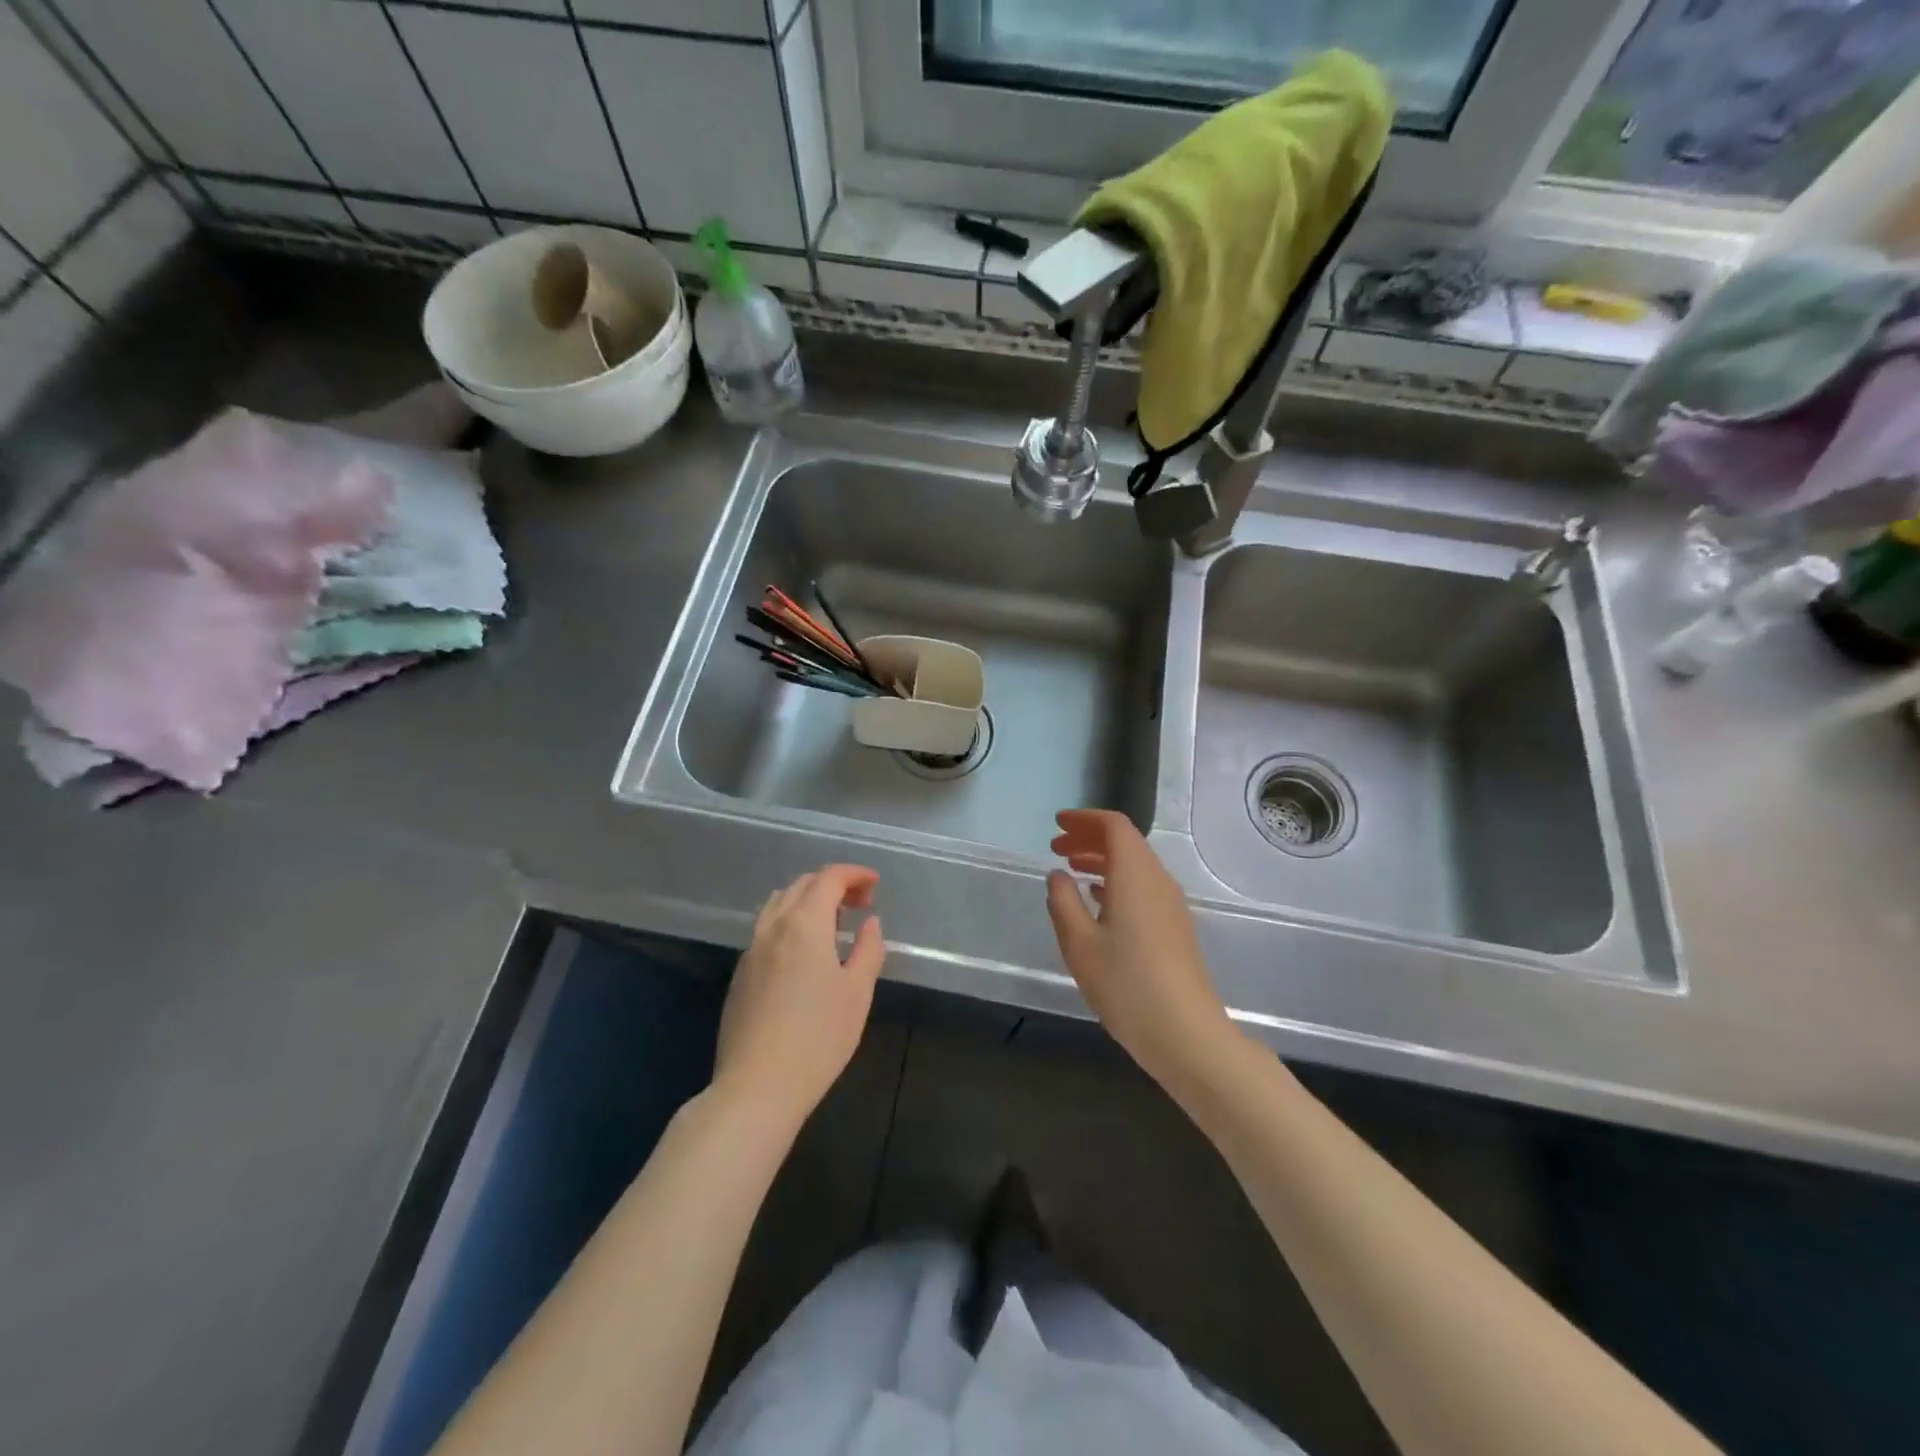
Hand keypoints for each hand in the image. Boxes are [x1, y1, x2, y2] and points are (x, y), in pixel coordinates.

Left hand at [715, 866, 885, 1122]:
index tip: (875, 885)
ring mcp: (751, 949)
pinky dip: (790, 920)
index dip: (854, 874)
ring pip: (778, 903)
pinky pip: (766, 928)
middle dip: (833, 884)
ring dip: (808, 899)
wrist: (757, 1087)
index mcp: (805, 924)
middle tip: (860, 904)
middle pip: (802, 885)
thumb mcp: (857, 993)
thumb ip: (868, 949)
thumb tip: (870, 922)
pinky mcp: (740, 973)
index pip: (829, 878)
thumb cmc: (818, 1038)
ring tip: (832, 923)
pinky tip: (804, 951)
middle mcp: (773, 926)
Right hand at [1046, 810, 1235, 1095]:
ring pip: (1135, 865)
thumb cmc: (1126, 984)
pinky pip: (1142, 887)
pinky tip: (1098, 901)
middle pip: (1126, 842)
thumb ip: (1063, 902)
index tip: (1057, 824)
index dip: (1084, 819)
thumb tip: (1057, 876)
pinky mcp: (1175, 927)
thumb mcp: (1079, 943)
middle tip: (1056, 847)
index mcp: (1135, 874)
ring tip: (1071, 870)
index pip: (1114, 826)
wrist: (1186, 1033)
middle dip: (1089, 838)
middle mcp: (1157, 880)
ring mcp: (1171, 905)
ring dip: (1102, 860)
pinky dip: (1116, 882)